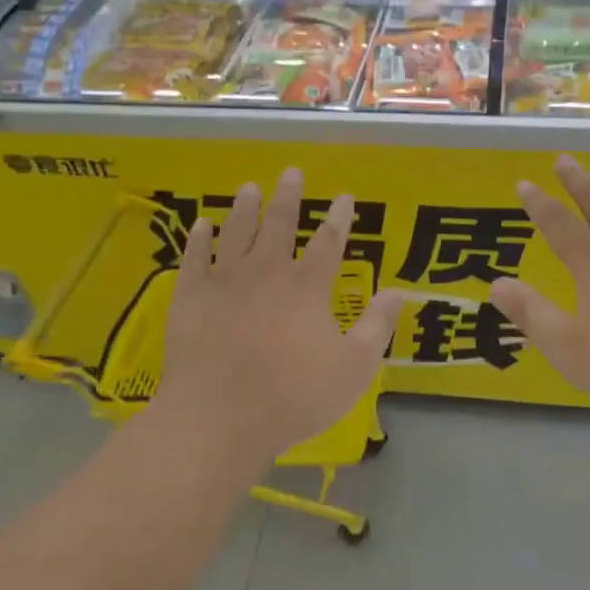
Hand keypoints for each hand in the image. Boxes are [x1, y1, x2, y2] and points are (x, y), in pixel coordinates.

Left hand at [157, 168, 407, 468]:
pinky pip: (195, 257)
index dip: (339, 217)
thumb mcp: (353, 368)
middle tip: (291, 172)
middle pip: (279, 224)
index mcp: (307, 287)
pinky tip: (202, 224)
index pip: (329, 241)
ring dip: (244, 208)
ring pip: (236, 232)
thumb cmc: (293, 396)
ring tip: (248, 188)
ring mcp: (224, 281)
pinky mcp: (191, 297)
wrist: (219, 417)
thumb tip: (398, 292)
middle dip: (288, 196)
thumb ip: (377, 326)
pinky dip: (199, 238)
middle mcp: (266, 272)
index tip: (345, 197)